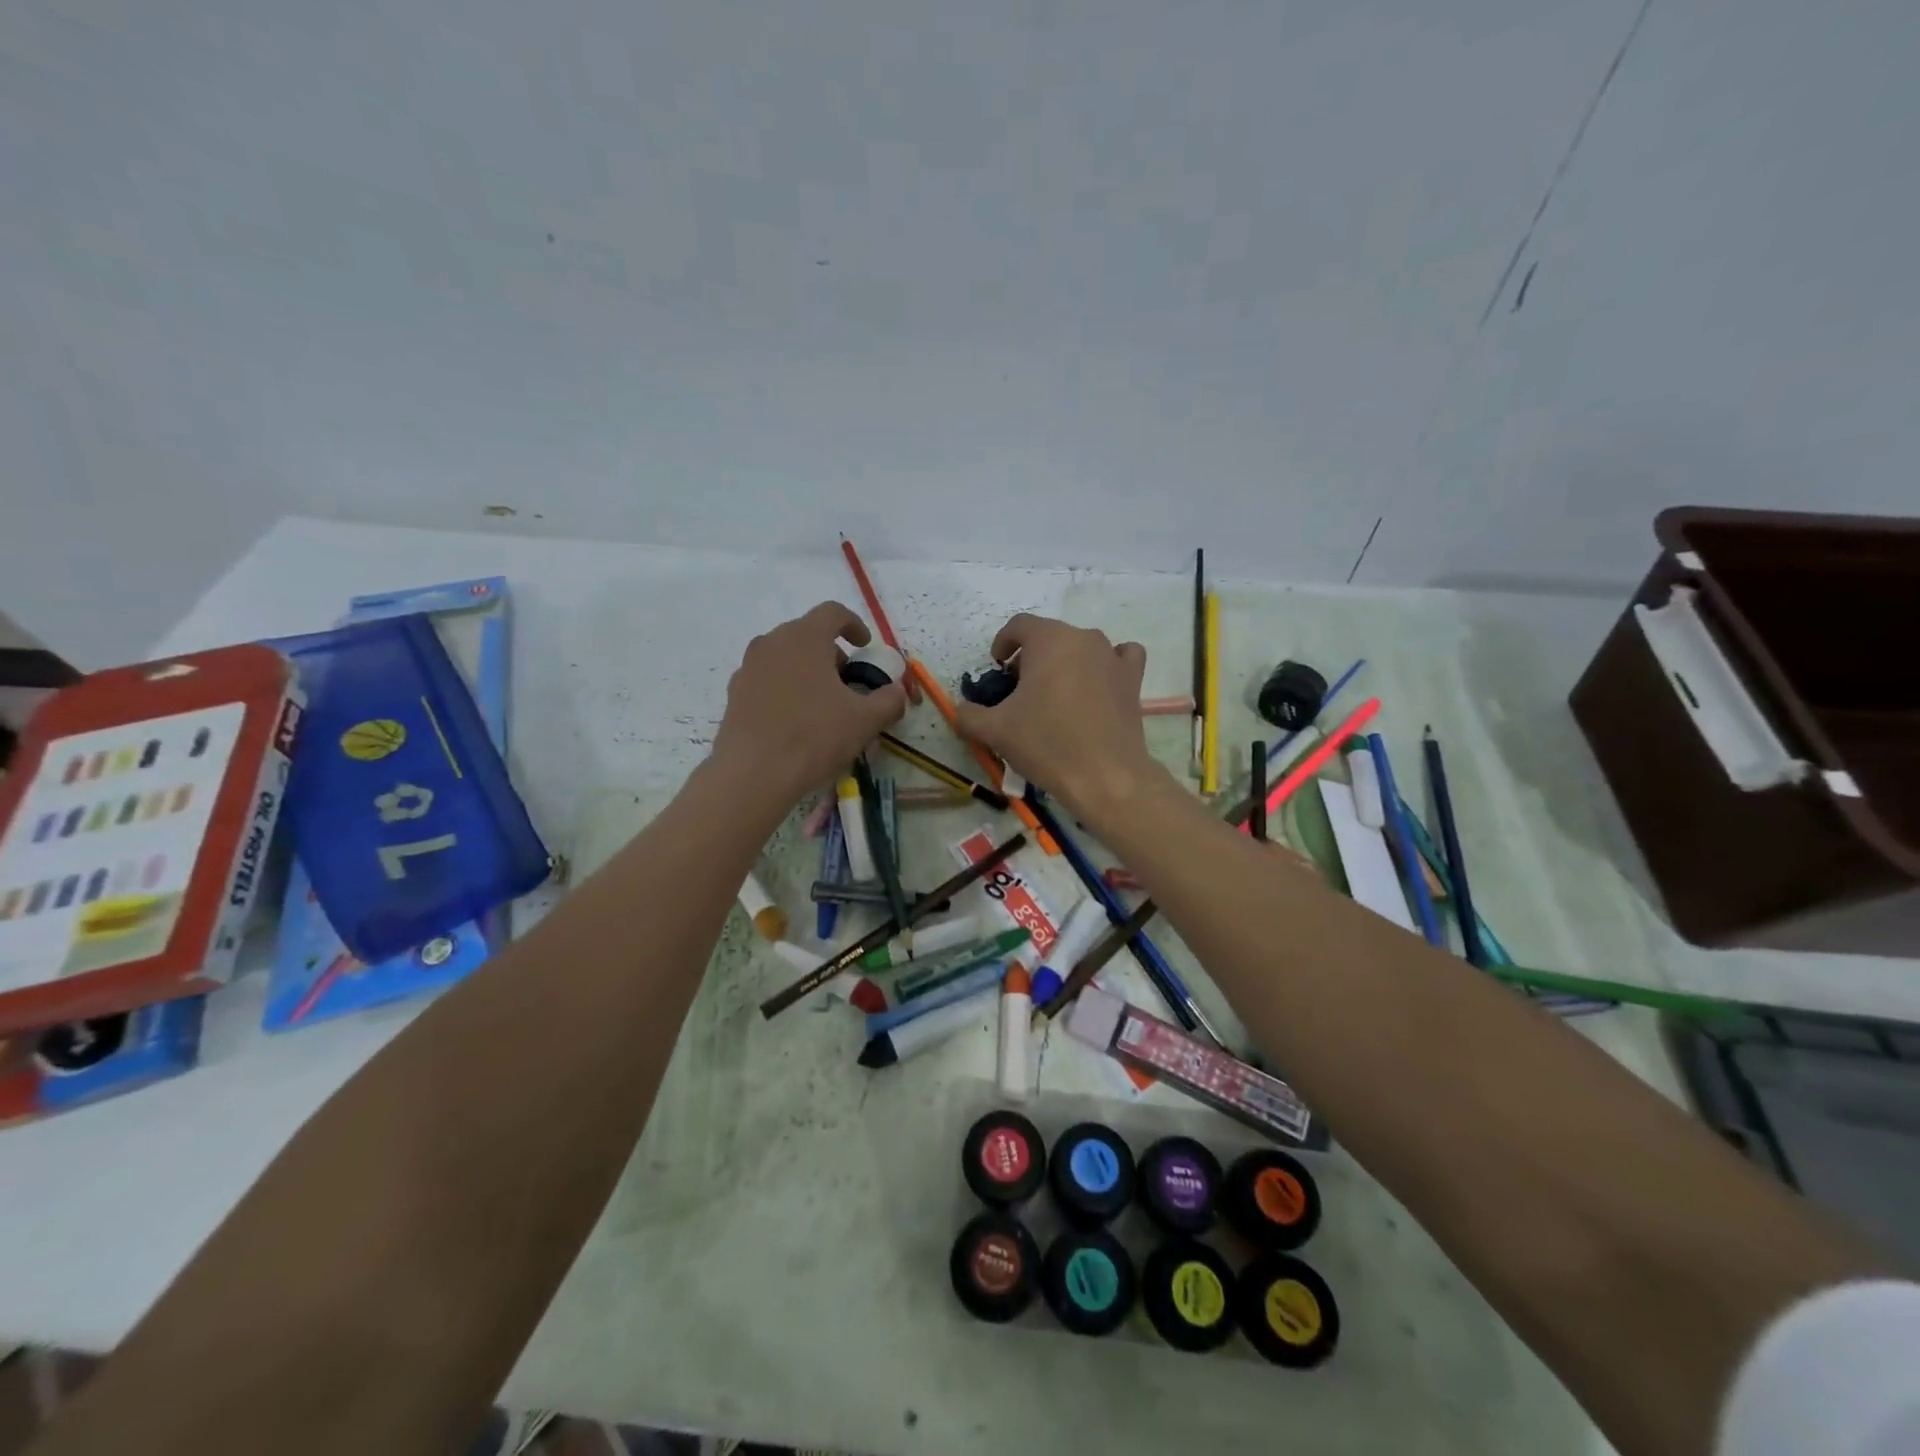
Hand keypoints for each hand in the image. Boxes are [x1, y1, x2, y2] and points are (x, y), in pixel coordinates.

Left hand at [711, 602, 906, 807]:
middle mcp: (772, 642)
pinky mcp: (735, 693)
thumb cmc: (814, 737)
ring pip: (785, 657)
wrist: (753, 774)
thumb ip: (889, 700)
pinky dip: (786, 689)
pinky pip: (767, 679)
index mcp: (804, 638)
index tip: (865, 647)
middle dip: (832, 654)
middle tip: (848, 683)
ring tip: (822, 704)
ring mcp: (748, 667)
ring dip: (807, 671)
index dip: (854, 625)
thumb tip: (897, 692)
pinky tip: (795, 720)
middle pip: (807, 634)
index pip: (832, 613)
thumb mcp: (865, 721)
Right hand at [954, 613, 1163, 829]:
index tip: (997, 669)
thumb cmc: (1046, 743)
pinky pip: (1119, 658)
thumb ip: (968, 715)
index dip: (1003, 644)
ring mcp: (1112, 656)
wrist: (1104, 775)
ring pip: (1081, 647)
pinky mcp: (1133, 679)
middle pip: (1050, 636)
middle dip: (1031, 657)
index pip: (1019, 625)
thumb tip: (961, 710)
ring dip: (1064, 662)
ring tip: (1055, 694)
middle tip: (1020, 691)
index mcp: (1049, 640)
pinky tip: (1098, 686)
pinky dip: (1106, 666)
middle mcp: (1083, 638)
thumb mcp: (995, 731)